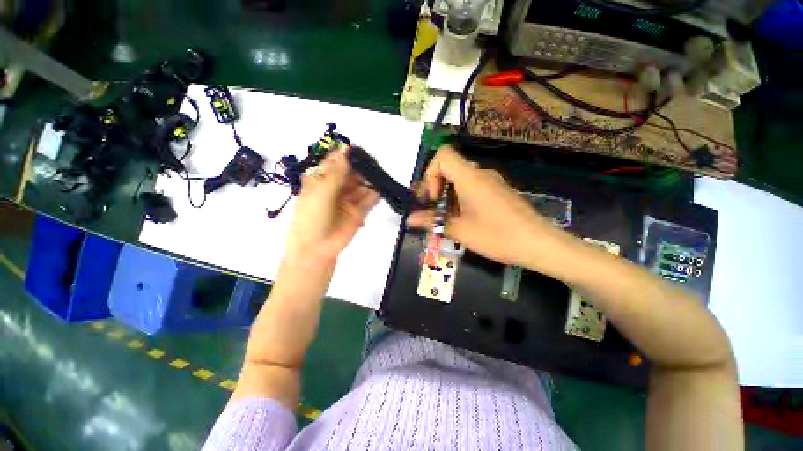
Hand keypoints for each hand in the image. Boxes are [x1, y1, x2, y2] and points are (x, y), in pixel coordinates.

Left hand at [283, 147, 379, 267]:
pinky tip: (380, 189)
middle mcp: (335, 189)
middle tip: (373, 162)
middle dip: (361, 168)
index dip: (345, 156)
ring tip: (379, 175)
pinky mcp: (358, 212)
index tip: (358, 151)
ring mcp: (348, 201)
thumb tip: (345, 148)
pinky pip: (368, 201)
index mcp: (320, 181)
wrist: (316, 248)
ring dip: (369, 181)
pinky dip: (374, 195)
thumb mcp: (321, 191)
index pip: (335, 164)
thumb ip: (337, 171)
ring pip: (361, 186)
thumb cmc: (312, 216)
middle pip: (350, 174)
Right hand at [408, 146, 558, 265]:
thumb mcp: (460, 231)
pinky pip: (473, 186)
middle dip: (436, 187)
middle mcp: (481, 174)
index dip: (431, 174)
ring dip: (448, 195)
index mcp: (470, 178)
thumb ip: (432, 222)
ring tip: (447, 218)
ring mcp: (492, 181)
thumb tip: (409, 219)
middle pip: (450, 167)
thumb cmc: (497, 236)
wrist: (539, 244)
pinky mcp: (499, 191)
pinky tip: (464, 218)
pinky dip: (461, 198)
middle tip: (434, 210)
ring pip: (461, 178)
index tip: (434, 198)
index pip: (443, 155)